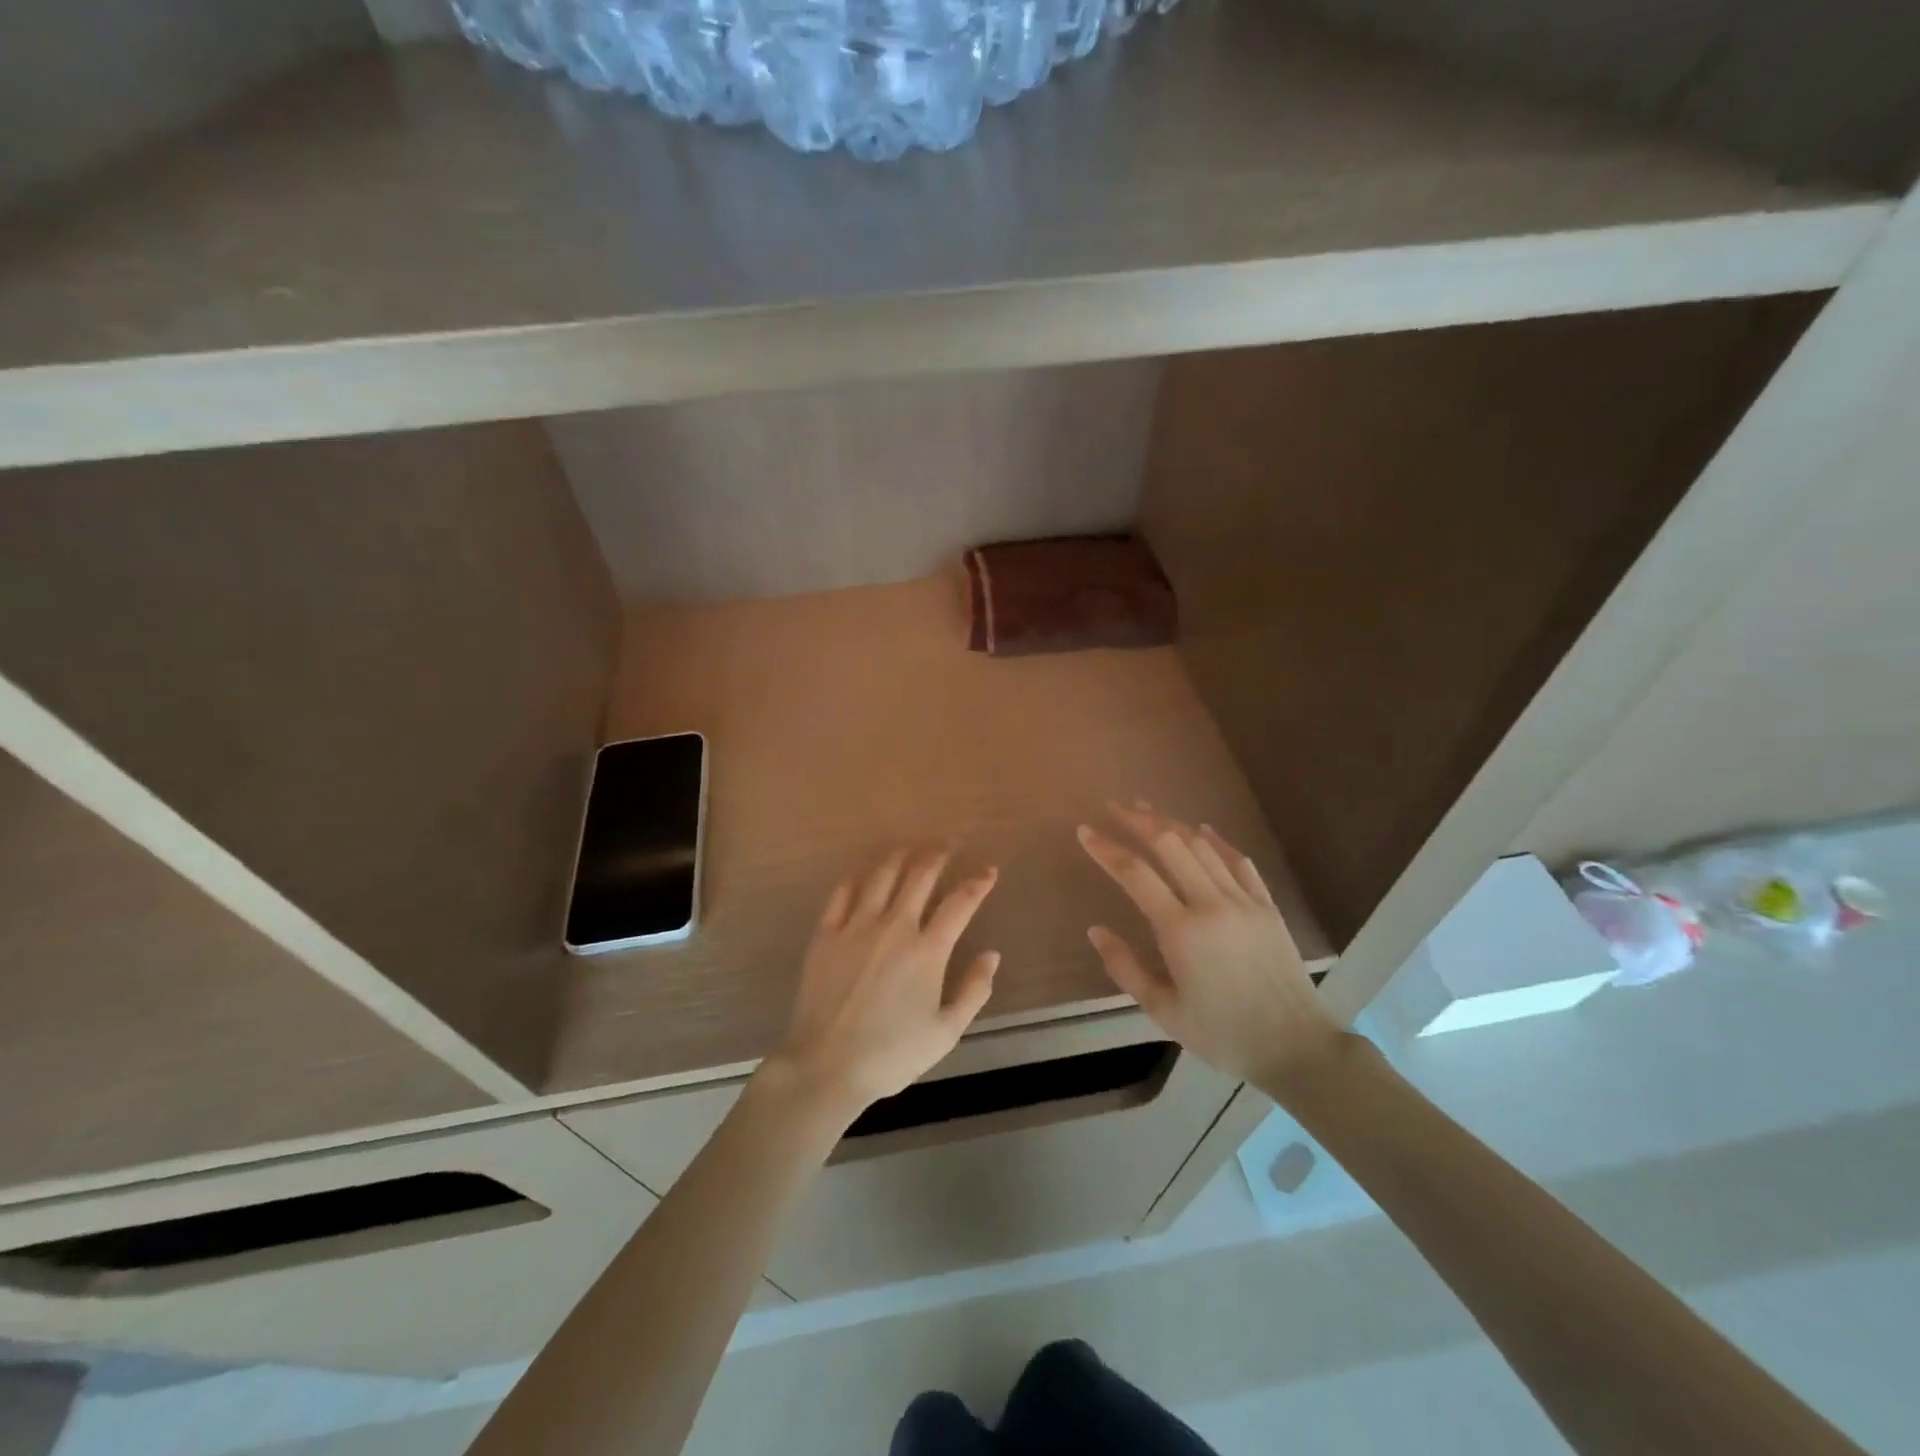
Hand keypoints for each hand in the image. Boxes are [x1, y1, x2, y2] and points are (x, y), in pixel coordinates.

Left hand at [765, 846, 1000, 1125]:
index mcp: (928, 951)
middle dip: (939, 853)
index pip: (961, 903)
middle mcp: (894, 927)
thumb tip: (992, 955)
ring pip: (882, 874)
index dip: (979, 882)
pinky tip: (866, 868)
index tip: (989, 870)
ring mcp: (857, 926)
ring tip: (911, 847)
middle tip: (949, 843)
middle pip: (920, 875)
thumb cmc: (891, 1055)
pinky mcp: (826, 933)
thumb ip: (974, 991)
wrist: (827, 1066)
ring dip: (900, 855)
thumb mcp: (946, 1032)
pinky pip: (843, 890)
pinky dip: (858, 873)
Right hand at [1077, 801, 1340, 1090]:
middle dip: (1138, 821)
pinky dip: (1217, 840)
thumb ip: (1125, 968)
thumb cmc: (1223, 1035)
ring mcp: (1244, 901)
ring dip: (1172, 823)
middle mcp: (1211, 904)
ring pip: (1203, 846)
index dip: (1106, 849)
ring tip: (1147, 810)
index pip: (1135, 874)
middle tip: (1114, 807)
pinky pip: (1239, 861)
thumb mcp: (1163, 1011)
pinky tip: (1202, 829)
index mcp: (1181, 931)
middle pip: (1170, 845)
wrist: (1296, 1047)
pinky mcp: (1267, 906)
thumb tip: (1095, 930)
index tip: (1084, 831)